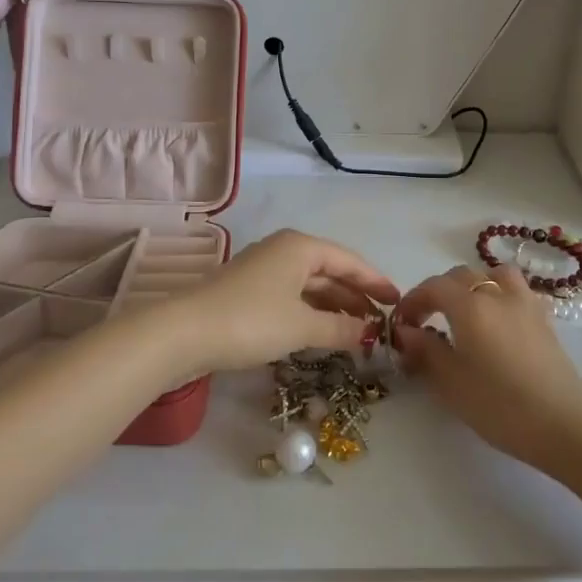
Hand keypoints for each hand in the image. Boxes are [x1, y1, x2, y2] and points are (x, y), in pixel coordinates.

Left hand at [165, 230, 399, 378]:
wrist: (183, 333)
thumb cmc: (250, 321)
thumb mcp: (301, 326)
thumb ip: (340, 328)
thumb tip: (371, 334)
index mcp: (300, 247)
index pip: (349, 261)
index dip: (375, 282)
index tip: (398, 302)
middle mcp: (283, 251)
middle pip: (330, 272)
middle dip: (355, 297)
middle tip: (382, 323)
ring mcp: (263, 271)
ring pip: (310, 287)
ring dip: (334, 307)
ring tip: (359, 332)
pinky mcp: (248, 293)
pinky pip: (292, 298)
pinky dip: (311, 313)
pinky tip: (323, 333)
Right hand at [392, 263, 581, 474]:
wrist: (566, 425)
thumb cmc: (500, 405)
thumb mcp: (451, 383)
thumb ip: (425, 351)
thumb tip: (406, 331)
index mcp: (470, 305)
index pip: (433, 287)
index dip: (412, 301)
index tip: (401, 325)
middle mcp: (498, 294)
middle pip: (462, 276)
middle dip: (438, 292)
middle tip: (426, 322)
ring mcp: (526, 304)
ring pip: (495, 275)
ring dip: (474, 285)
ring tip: (465, 312)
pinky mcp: (545, 321)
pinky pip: (517, 292)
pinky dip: (501, 296)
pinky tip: (498, 323)